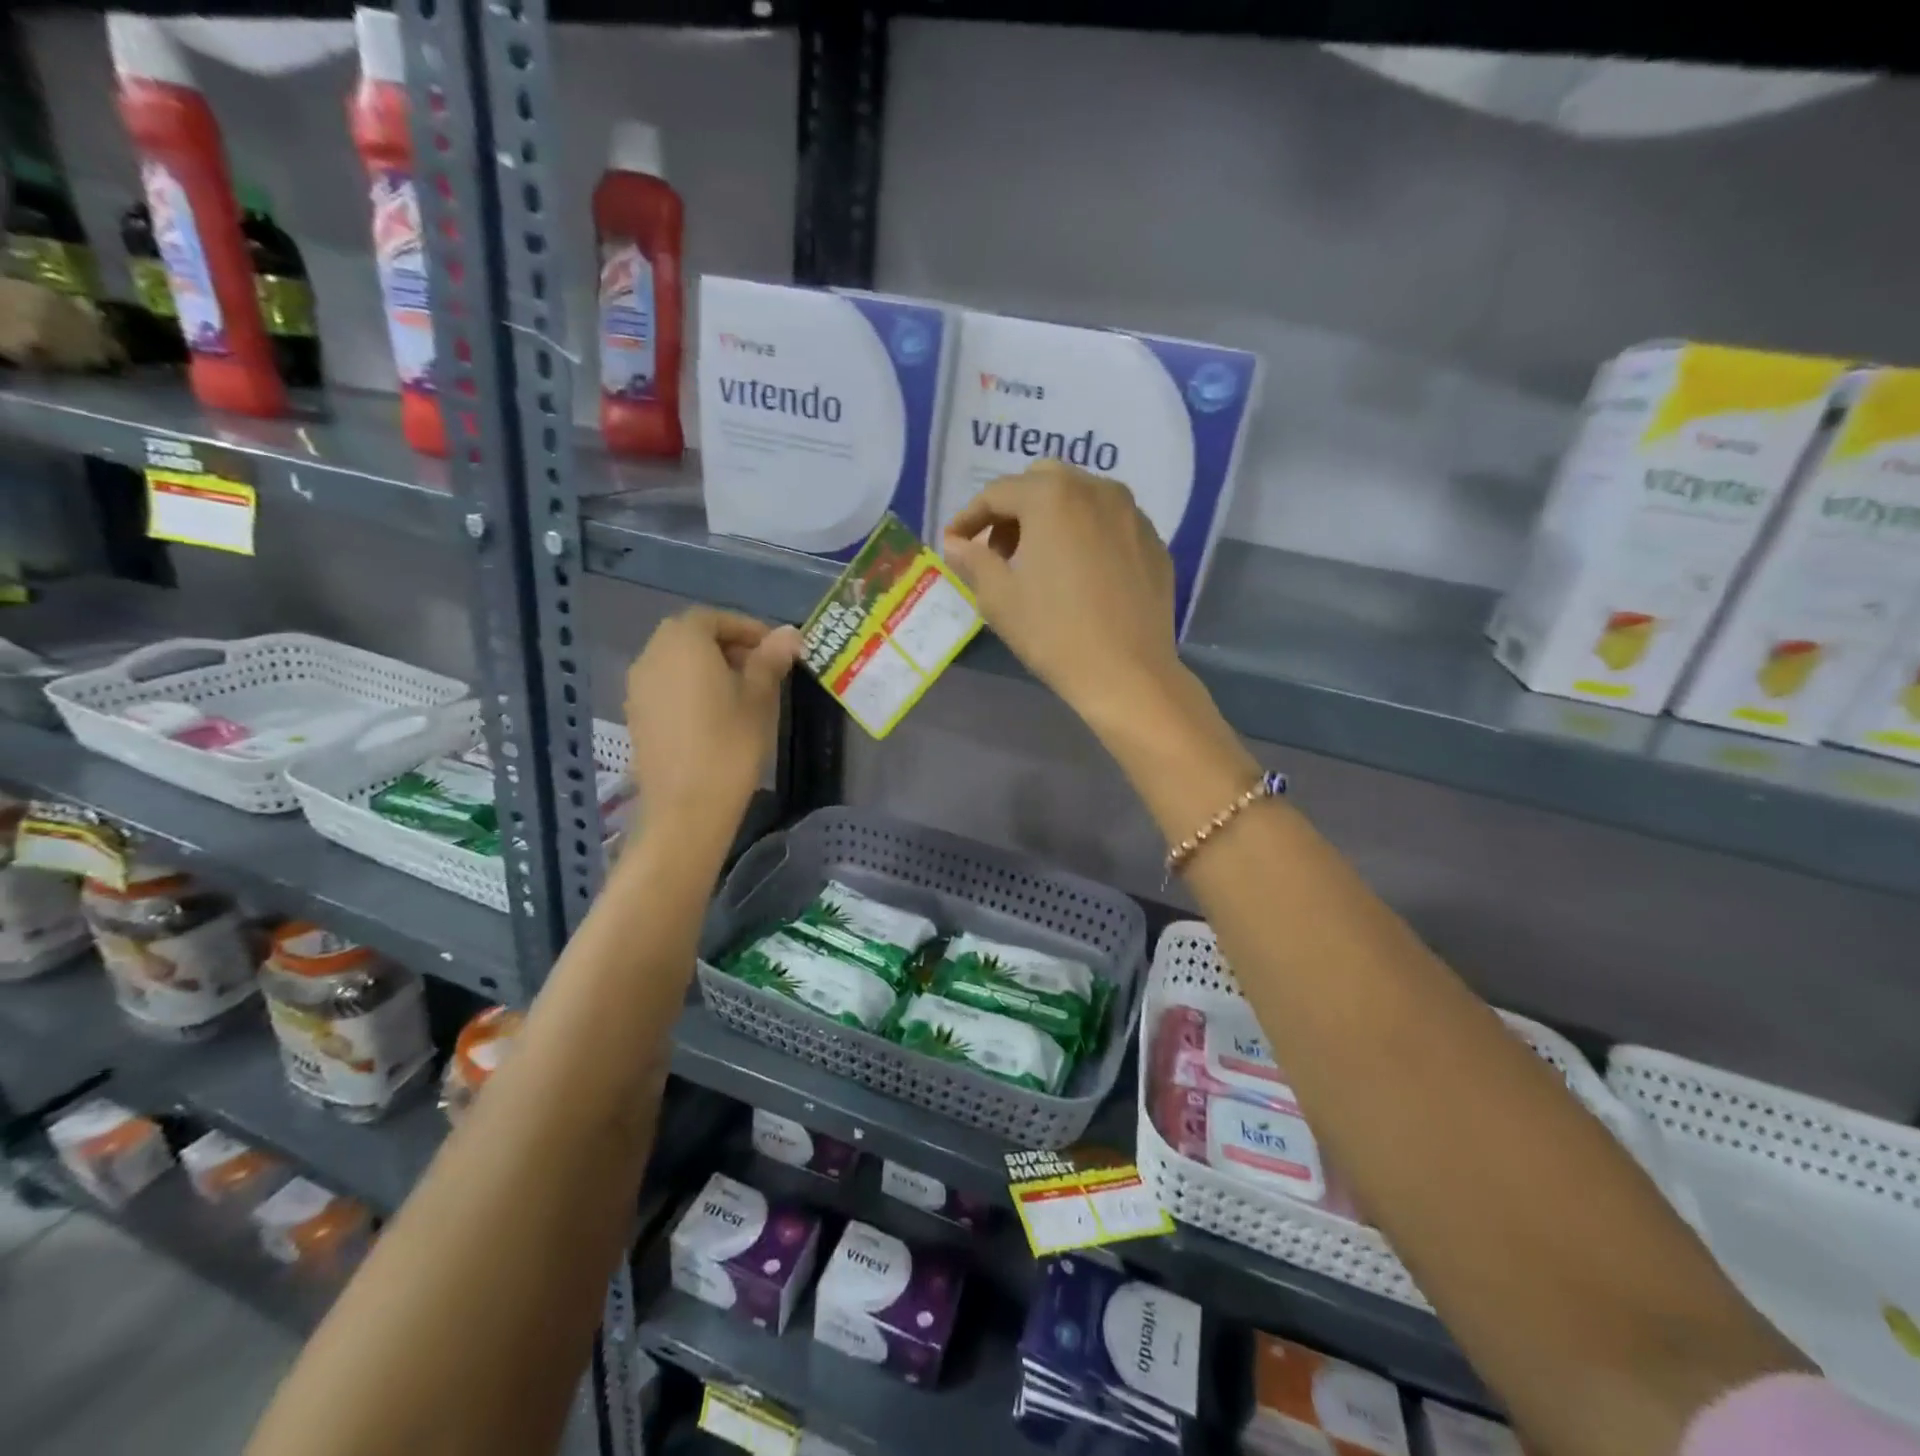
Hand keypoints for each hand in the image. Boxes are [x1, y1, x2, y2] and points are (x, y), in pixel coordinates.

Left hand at [625, 609, 800, 825]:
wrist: (687, 807)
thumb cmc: (730, 744)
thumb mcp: (760, 697)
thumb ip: (771, 659)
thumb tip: (790, 633)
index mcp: (683, 641)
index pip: (715, 618)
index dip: (748, 629)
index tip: (776, 649)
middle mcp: (652, 654)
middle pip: (691, 636)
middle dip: (728, 645)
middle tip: (763, 669)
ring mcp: (638, 686)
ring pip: (677, 661)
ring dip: (709, 666)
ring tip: (743, 693)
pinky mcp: (636, 714)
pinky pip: (666, 686)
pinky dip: (691, 687)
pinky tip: (715, 715)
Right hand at [943, 461, 1182, 726]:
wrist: (1127, 673)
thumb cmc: (1054, 633)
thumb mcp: (999, 598)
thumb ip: (973, 560)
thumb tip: (956, 544)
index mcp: (1052, 497)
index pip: (997, 493)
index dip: (969, 517)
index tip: (954, 543)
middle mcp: (1096, 490)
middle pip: (1042, 482)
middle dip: (1014, 509)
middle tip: (999, 551)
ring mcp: (1132, 513)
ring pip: (1081, 496)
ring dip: (1052, 517)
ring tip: (1040, 561)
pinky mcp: (1153, 541)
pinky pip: (1110, 522)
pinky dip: (1086, 533)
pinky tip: (1080, 573)